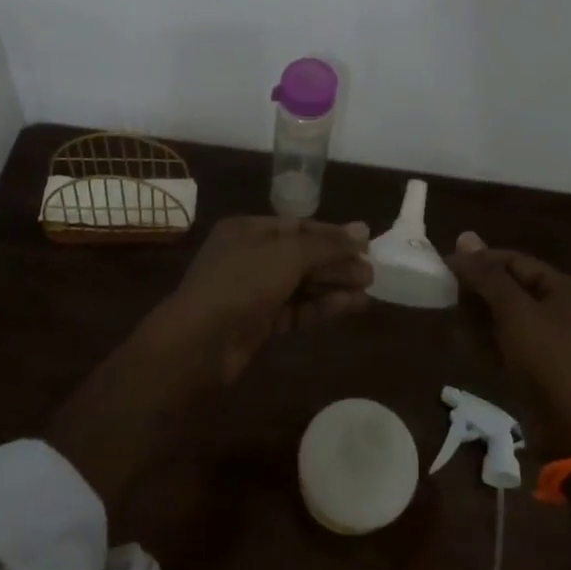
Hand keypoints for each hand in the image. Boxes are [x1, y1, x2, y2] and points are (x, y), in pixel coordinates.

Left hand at [152, 215, 372, 383]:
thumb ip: (327, 244)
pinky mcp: (257, 323)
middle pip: (302, 256)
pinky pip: (295, 309)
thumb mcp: (288, 254)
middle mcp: (249, 256)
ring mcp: (252, 291)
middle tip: (371, 273)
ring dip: (333, 286)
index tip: (365, 244)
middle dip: (336, 263)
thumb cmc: (242, 283)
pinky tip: (349, 307)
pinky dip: (320, 307)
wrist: (199, 342)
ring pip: (300, 285)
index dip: (333, 235)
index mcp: (248, 229)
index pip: (299, 227)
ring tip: (367, 292)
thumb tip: (363, 229)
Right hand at [447, 233, 570, 456]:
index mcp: (564, 289)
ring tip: (455, 319)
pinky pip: (509, 341)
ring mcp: (552, 340)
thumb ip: (488, 275)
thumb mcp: (515, 311)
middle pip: (511, 286)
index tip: (446, 268)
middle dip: (479, 290)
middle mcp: (561, 309)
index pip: (514, 261)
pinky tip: (468, 343)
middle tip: (449, 296)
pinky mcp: (541, 367)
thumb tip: (464, 237)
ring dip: (480, 316)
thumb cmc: (548, 361)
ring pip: (507, 316)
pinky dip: (489, 339)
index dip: (480, 261)